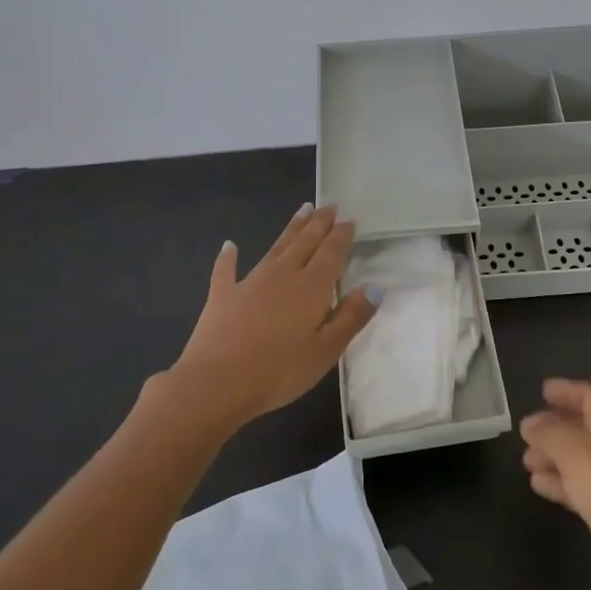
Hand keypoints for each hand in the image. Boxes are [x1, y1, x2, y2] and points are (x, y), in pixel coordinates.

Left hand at [165, 204, 379, 430]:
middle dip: (319, 224)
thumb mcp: (326, 350)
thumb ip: (351, 317)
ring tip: (302, 211)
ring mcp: (249, 283)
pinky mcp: (222, 296)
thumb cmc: (279, 371)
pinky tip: (229, 245)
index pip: (331, 253)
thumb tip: (375, 287)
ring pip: (275, 248)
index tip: (349, 220)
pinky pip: (227, 270)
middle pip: (305, 243)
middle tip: (328, 206)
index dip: (341, 236)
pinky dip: (229, 257)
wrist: (216, 383)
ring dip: (290, 230)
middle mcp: (282, 275)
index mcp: (311, 288)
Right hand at [520, 379, 590, 589]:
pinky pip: (578, 491)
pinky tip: (538, 486)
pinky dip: (557, 484)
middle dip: (555, 427)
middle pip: (584, 430)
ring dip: (552, 457)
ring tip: (526, 461)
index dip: (569, 391)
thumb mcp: (578, 455)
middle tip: (525, 432)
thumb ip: (551, 435)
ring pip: (578, 462)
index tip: (542, 389)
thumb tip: (530, 424)